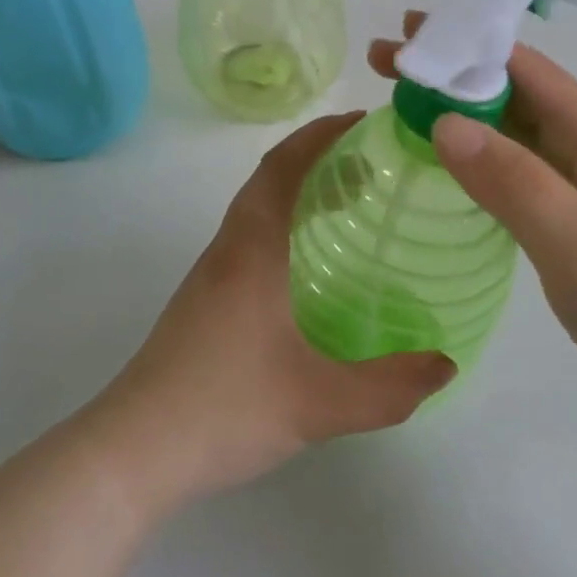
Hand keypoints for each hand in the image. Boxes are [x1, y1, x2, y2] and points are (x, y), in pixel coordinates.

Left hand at [91, 114, 454, 512]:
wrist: (131, 452)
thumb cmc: (222, 411)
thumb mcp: (318, 405)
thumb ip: (388, 389)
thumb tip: (445, 366)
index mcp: (251, 251)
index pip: (282, 167)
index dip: (321, 135)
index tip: (364, 124)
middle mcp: (228, 250)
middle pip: (269, 180)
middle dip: (318, 158)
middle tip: (373, 166)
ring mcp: (210, 276)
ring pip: (257, 210)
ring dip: (300, 192)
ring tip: (352, 206)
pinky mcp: (204, 302)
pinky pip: (251, 240)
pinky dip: (286, 227)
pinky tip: (314, 268)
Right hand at [370, 14, 576, 429]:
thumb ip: (512, 180)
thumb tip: (443, 121)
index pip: (525, 69)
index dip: (466, 46)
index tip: (406, 34)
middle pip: (511, 96)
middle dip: (450, 76)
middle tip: (383, 65)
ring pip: (509, 136)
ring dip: (457, 117)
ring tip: (397, 109)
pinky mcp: (568, 227)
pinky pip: (512, 178)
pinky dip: (473, 163)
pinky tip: (441, 168)